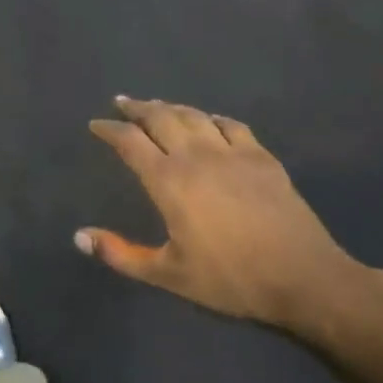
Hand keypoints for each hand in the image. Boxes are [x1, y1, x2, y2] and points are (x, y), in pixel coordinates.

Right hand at [77, 96, 374, 341]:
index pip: (130, 141)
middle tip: (122, 103)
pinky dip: (212, 118)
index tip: (96, 124)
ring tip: (158, 106)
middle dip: (137, 108)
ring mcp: (232, 152)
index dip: (109, 129)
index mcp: (168, 181)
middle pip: (160, 117)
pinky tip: (209, 121)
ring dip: (171, 107)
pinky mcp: (261, 157)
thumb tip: (79, 237)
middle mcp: (196, 156)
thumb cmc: (230, 279)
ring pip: (194, 115)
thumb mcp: (168, 274)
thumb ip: (121, 254)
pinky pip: (231, 125)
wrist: (303, 277)